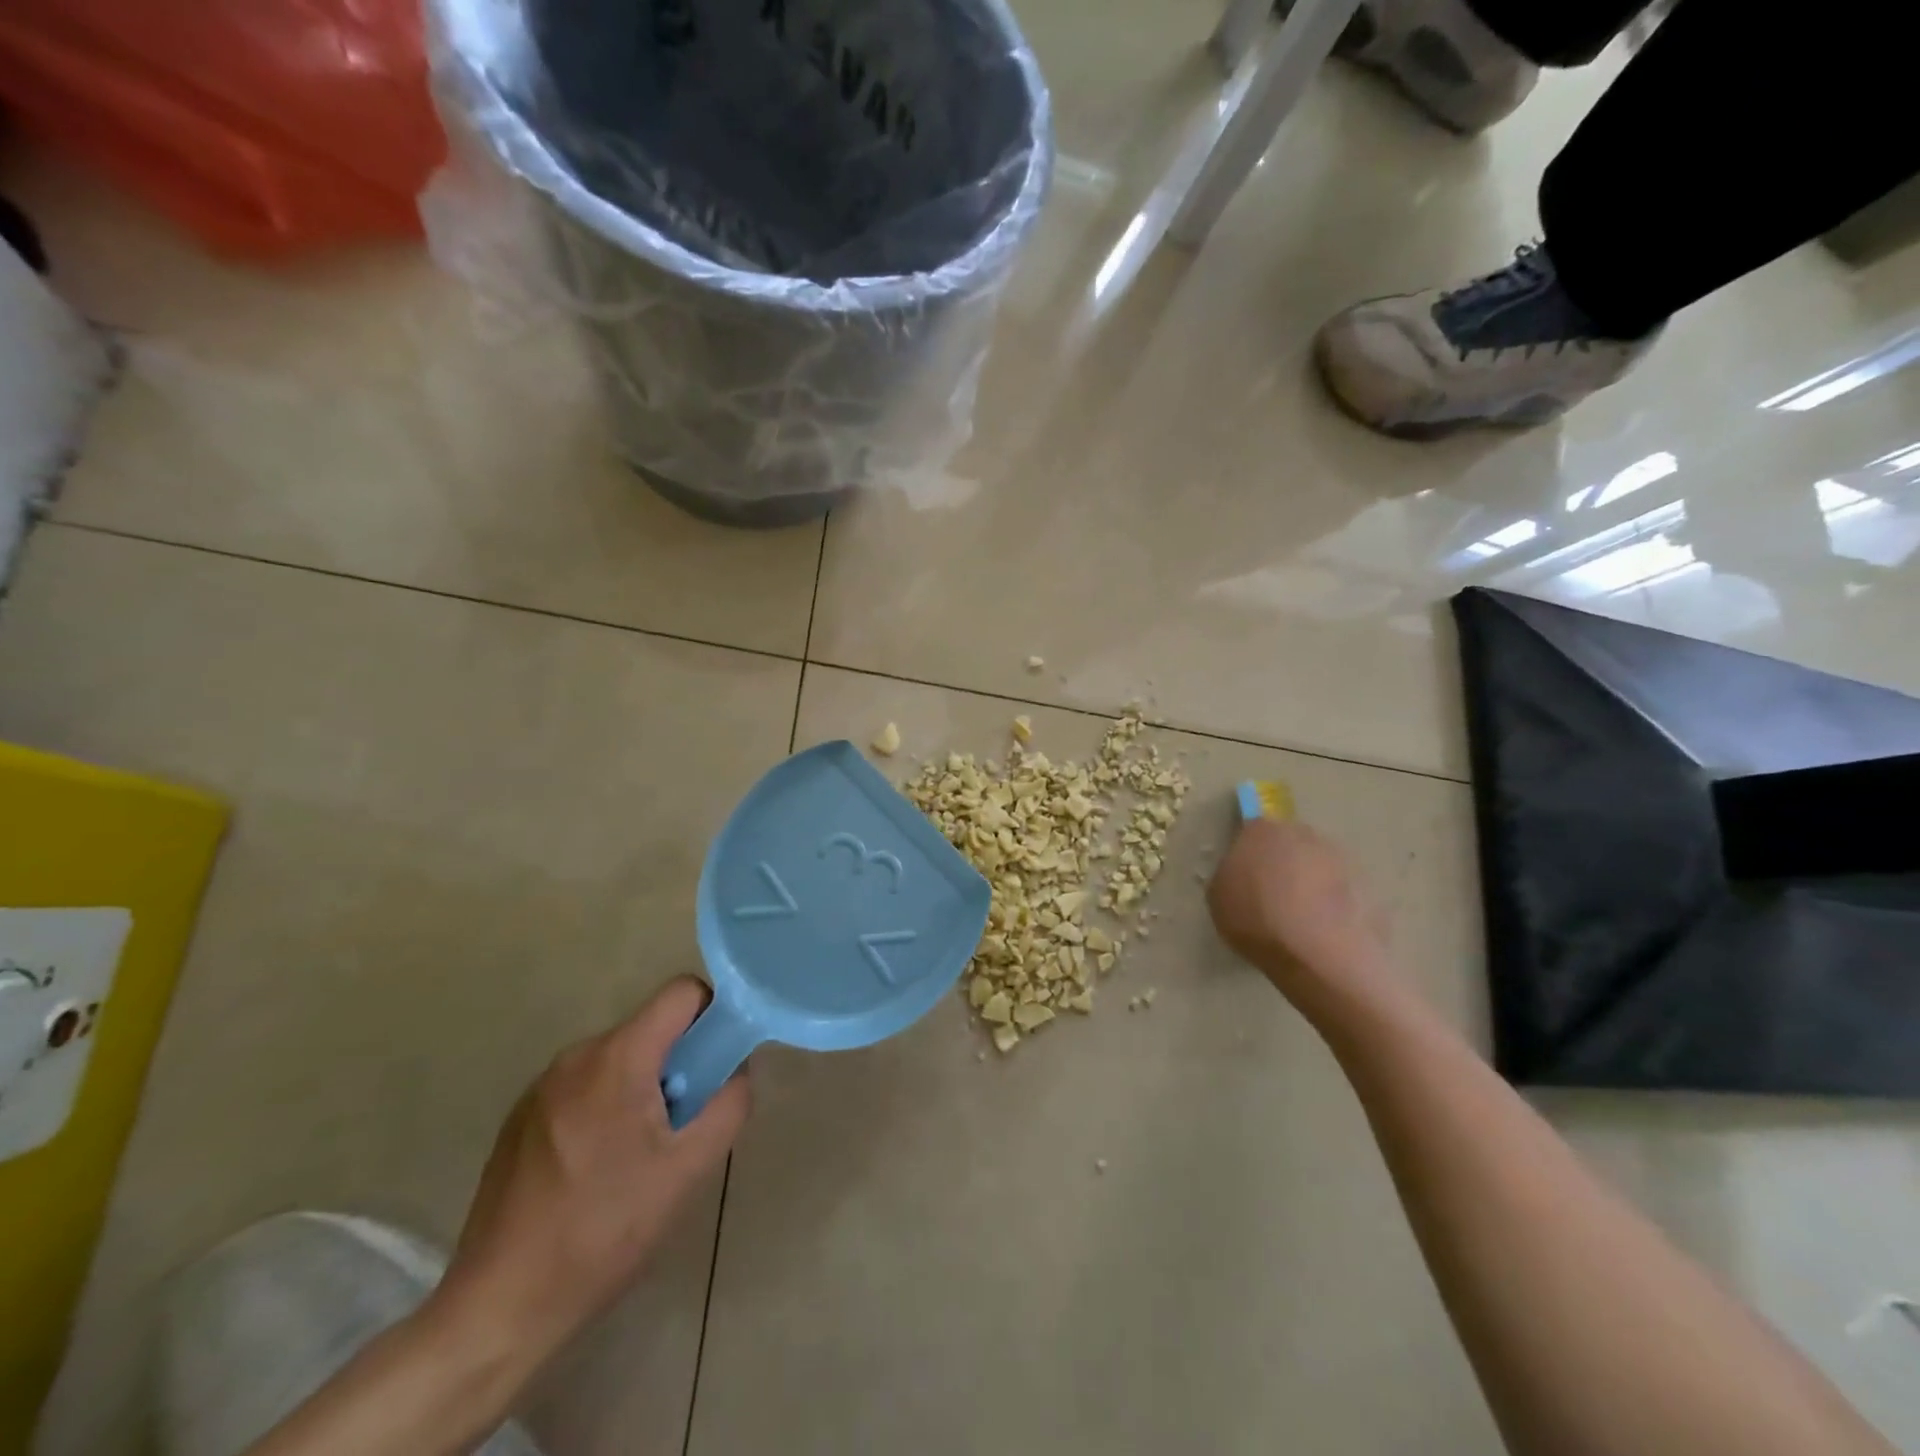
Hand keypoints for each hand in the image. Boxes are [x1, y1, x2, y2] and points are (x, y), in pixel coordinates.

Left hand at [434, 977, 749, 1370]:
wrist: (499, 1306)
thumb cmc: (605, 1231)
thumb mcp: (688, 1170)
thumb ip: (728, 1104)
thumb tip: (736, 1070)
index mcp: (618, 1056)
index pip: (683, 992)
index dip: (713, 1015)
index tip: (718, 1064)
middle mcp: (576, 1055)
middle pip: (651, 1029)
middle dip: (678, 1064)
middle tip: (680, 1126)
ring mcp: (541, 1086)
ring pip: (619, 1060)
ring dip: (643, 1089)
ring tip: (639, 1157)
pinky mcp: (520, 1117)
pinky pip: (585, 1087)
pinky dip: (606, 1107)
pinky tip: (597, 1171)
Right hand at [1207, 817, 1395, 1019]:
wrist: (1320, 955)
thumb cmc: (1257, 921)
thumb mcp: (1219, 898)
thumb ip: (1231, 876)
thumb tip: (1244, 874)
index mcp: (1264, 832)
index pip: (1253, 830)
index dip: (1250, 853)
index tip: (1246, 877)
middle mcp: (1305, 836)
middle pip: (1291, 845)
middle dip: (1284, 865)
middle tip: (1273, 899)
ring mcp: (1343, 861)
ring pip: (1320, 868)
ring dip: (1312, 885)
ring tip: (1302, 923)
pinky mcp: (1370, 889)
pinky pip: (1343, 894)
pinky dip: (1335, 908)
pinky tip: (1325, 936)